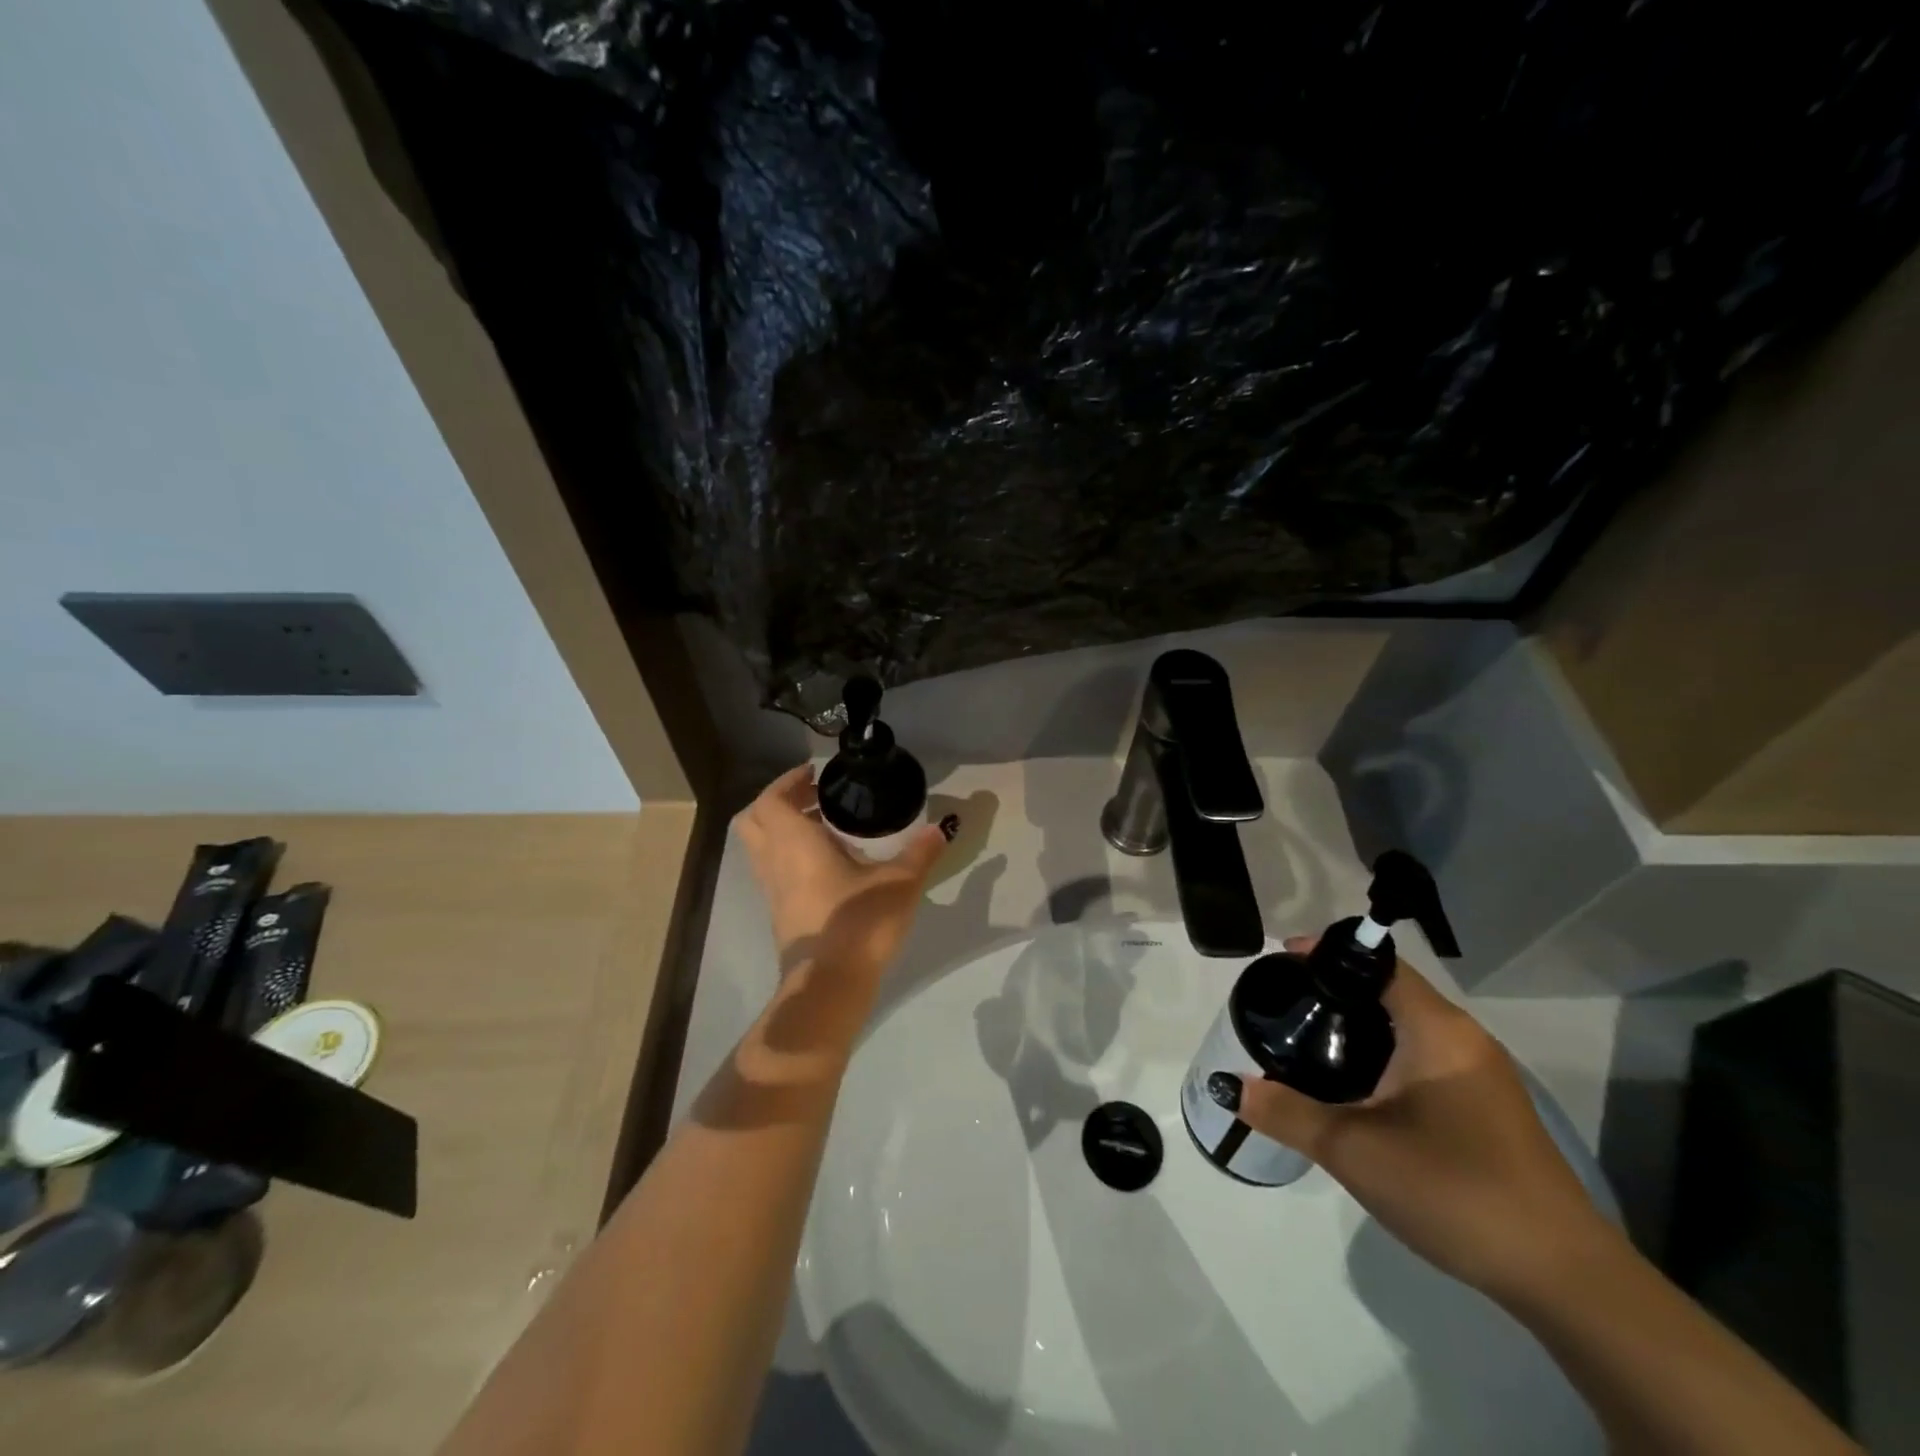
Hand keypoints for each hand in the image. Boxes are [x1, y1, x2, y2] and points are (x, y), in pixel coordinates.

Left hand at [736, 765, 950, 985]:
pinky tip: (830, 866)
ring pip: (761, 848)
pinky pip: (774, 872)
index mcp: (794, 843)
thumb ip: (920, 853)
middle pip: (754, 820)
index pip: (770, 799)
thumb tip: (941, 828)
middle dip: (779, 803)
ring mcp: (772, 891)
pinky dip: (791, 858)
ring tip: (826, 827)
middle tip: (816, 798)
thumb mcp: (900, 883)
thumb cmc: (858, 922)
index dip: (787, 781)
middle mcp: (774, 862)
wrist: (828, 985)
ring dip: (784, 831)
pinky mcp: (780, 915)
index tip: (815, 774)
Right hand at [1226, 938, 1623, 1301]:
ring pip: (1405, 1026)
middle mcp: (1462, 1039)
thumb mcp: (1355, 1150)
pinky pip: (1421, 1057)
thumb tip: (1228, 1086)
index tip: (1279, 962)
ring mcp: (1480, 1074)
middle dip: (1333, 989)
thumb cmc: (1456, 1190)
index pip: (1376, 961)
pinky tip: (1352, 1087)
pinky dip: (1381, 1054)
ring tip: (1305, 1039)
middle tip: (1282, 1004)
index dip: (1325, 952)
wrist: (1565, 1279)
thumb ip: (1286, 1112)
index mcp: (1437, 1029)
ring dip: (1357, 1025)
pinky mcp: (1486, 1107)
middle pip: (1388, 989)